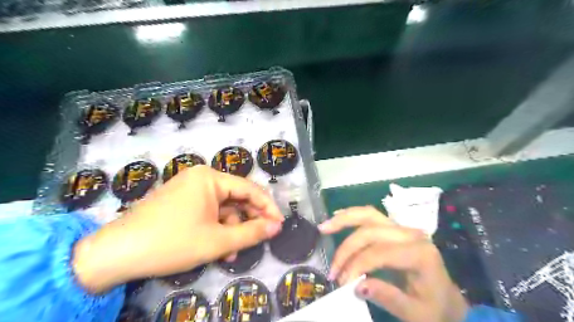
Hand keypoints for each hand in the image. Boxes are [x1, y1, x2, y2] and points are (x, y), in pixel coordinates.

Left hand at [73, 165, 282, 291]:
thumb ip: (252, 232)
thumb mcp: (218, 240)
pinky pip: (208, 212)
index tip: (279, 224)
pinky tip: (218, 247)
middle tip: (259, 239)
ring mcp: (189, 189)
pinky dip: (216, 228)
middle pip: (236, 198)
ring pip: (222, 208)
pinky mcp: (181, 202)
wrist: (115, 254)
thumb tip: (277, 226)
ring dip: (231, 229)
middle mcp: (201, 178)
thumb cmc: (172, 242)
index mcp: (210, 178)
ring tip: (232, 252)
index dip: (267, 207)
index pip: (249, 189)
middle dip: (248, 221)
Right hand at [319, 206, 464, 321]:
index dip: (357, 265)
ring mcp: (403, 228)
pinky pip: (371, 215)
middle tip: (332, 269)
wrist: (448, 300)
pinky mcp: (395, 228)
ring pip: (369, 215)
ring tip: (324, 227)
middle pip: (371, 231)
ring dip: (344, 219)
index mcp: (420, 254)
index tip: (342, 284)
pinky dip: (352, 215)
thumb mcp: (415, 313)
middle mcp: (411, 234)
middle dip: (347, 249)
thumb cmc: (434, 308)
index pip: (380, 253)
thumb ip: (387, 297)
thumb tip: (356, 286)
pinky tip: (337, 215)